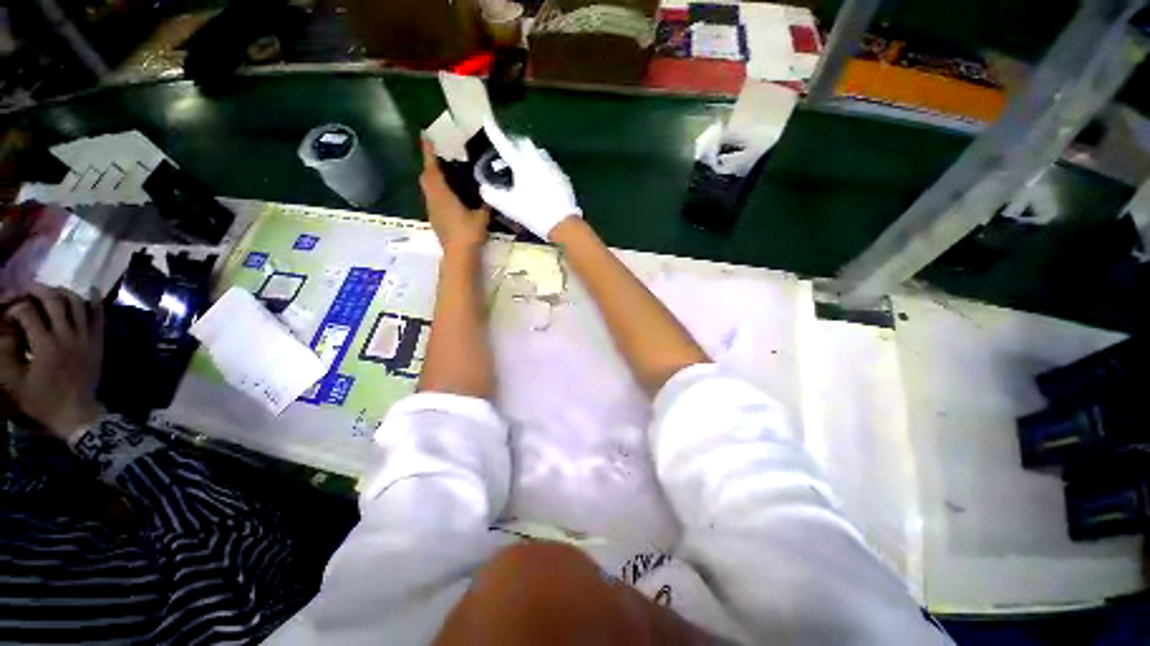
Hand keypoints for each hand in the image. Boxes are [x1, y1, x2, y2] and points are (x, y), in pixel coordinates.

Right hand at [0, 286, 104, 439]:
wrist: (76, 413)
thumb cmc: (42, 400)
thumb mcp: (15, 381)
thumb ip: (7, 353)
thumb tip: (5, 328)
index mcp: (45, 346)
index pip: (28, 313)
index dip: (15, 306)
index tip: (8, 308)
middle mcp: (67, 336)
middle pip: (54, 301)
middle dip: (38, 290)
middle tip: (27, 289)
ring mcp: (86, 337)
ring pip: (77, 303)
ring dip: (62, 292)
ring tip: (50, 291)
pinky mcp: (98, 341)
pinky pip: (99, 315)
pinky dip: (94, 300)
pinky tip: (89, 290)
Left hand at [419, 138, 490, 252]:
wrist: (458, 255)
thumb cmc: (468, 233)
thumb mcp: (481, 216)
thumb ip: (485, 202)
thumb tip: (491, 191)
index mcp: (442, 194)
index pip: (432, 168)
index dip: (428, 152)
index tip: (426, 136)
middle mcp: (433, 199)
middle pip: (425, 178)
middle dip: (429, 165)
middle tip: (438, 157)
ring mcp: (432, 211)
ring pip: (427, 189)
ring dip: (432, 179)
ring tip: (444, 174)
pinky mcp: (435, 219)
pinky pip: (432, 199)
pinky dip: (436, 191)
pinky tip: (449, 195)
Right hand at [480, 118, 581, 240]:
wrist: (563, 223)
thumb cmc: (534, 213)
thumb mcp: (509, 207)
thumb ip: (493, 196)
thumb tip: (483, 188)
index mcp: (523, 164)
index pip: (505, 145)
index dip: (495, 133)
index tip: (487, 121)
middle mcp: (538, 160)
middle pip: (525, 143)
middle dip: (515, 143)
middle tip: (509, 149)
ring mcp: (553, 167)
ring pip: (539, 153)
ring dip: (530, 153)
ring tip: (525, 163)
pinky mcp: (563, 177)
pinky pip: (550, 165)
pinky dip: (542, 166)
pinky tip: (541, 177)